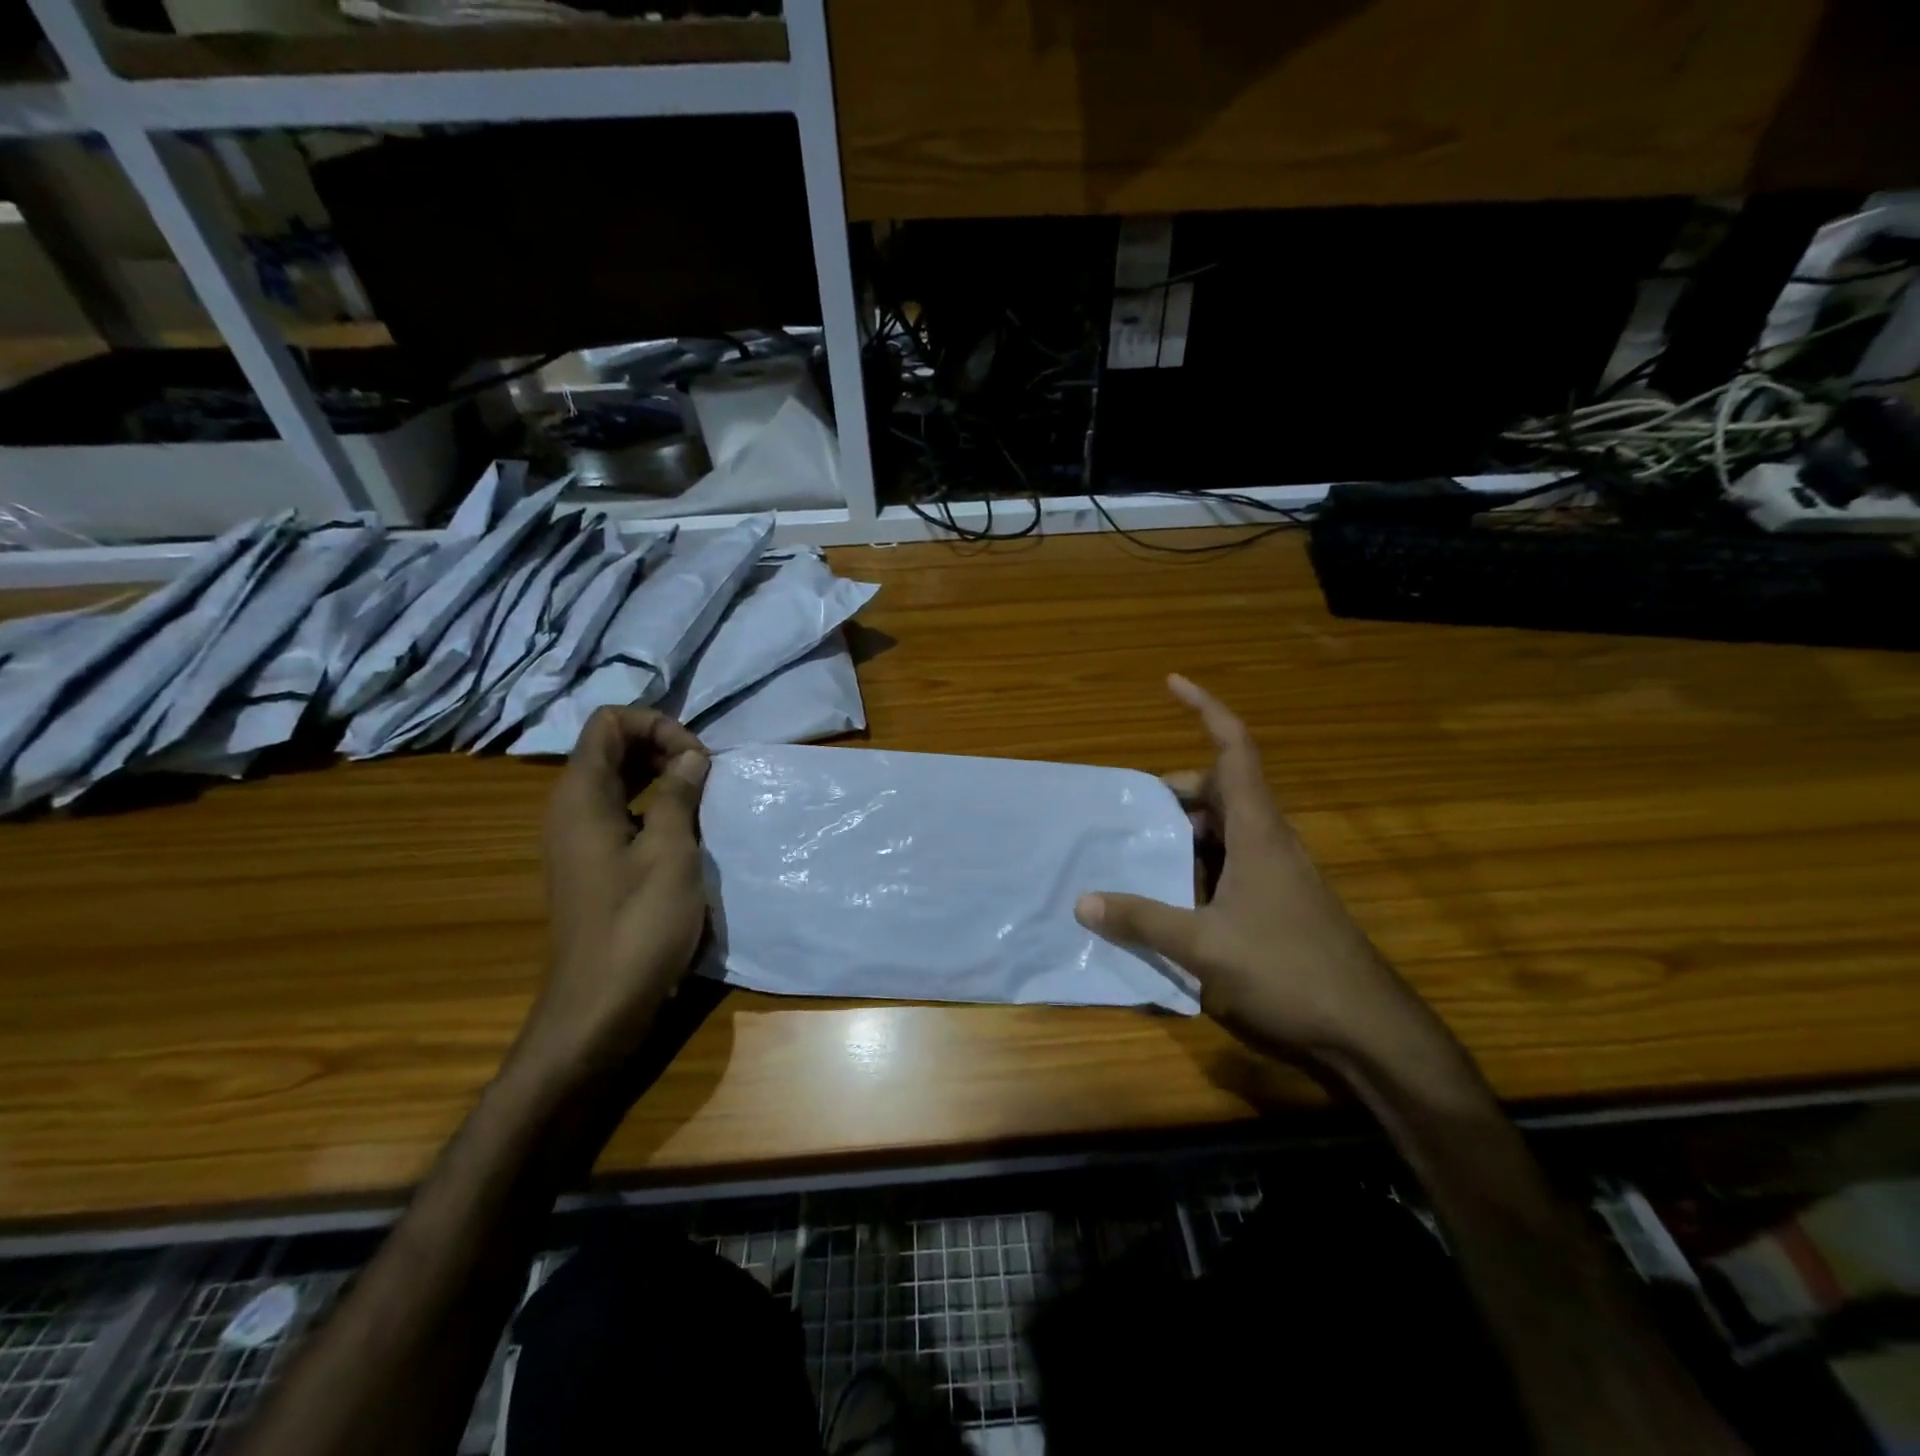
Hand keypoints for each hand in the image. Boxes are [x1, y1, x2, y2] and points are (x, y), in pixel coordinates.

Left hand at [526, 705, 710, 1075]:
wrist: (600, 1005)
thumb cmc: (638, 924)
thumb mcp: (670, 852)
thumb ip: (679, 795)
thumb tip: (692, 757)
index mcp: (580, 796)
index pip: (609, 723)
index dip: (656, 725)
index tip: (697, 758)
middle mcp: (570, 808)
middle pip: (611, 747)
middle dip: (661, 745)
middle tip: (706, 773)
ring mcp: (578, 838)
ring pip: (617, 779)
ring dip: (660, 775)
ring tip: (703, 794)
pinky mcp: (592, 863)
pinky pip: (620, 811)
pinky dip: (652, 804)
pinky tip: (686, 826)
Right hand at [1076, 675, 1429, 1064]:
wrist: (1369, 1032)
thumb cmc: (1288, 971)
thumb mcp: (1204, 946)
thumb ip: (1142, 920)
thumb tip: (1083, 902)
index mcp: (1258, 832)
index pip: (1235, 749)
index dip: (1205, 709)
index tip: (1172, 682)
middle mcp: (1271, 842)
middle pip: (1223, 789)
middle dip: (1179, 790)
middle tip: (1135, 811)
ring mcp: (1280, 874)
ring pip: (1227, 831)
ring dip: (1187, 834)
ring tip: (1144, 854)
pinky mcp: (1281, 904)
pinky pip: (1233, 866)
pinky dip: (1201, 867)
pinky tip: (1174, 898)